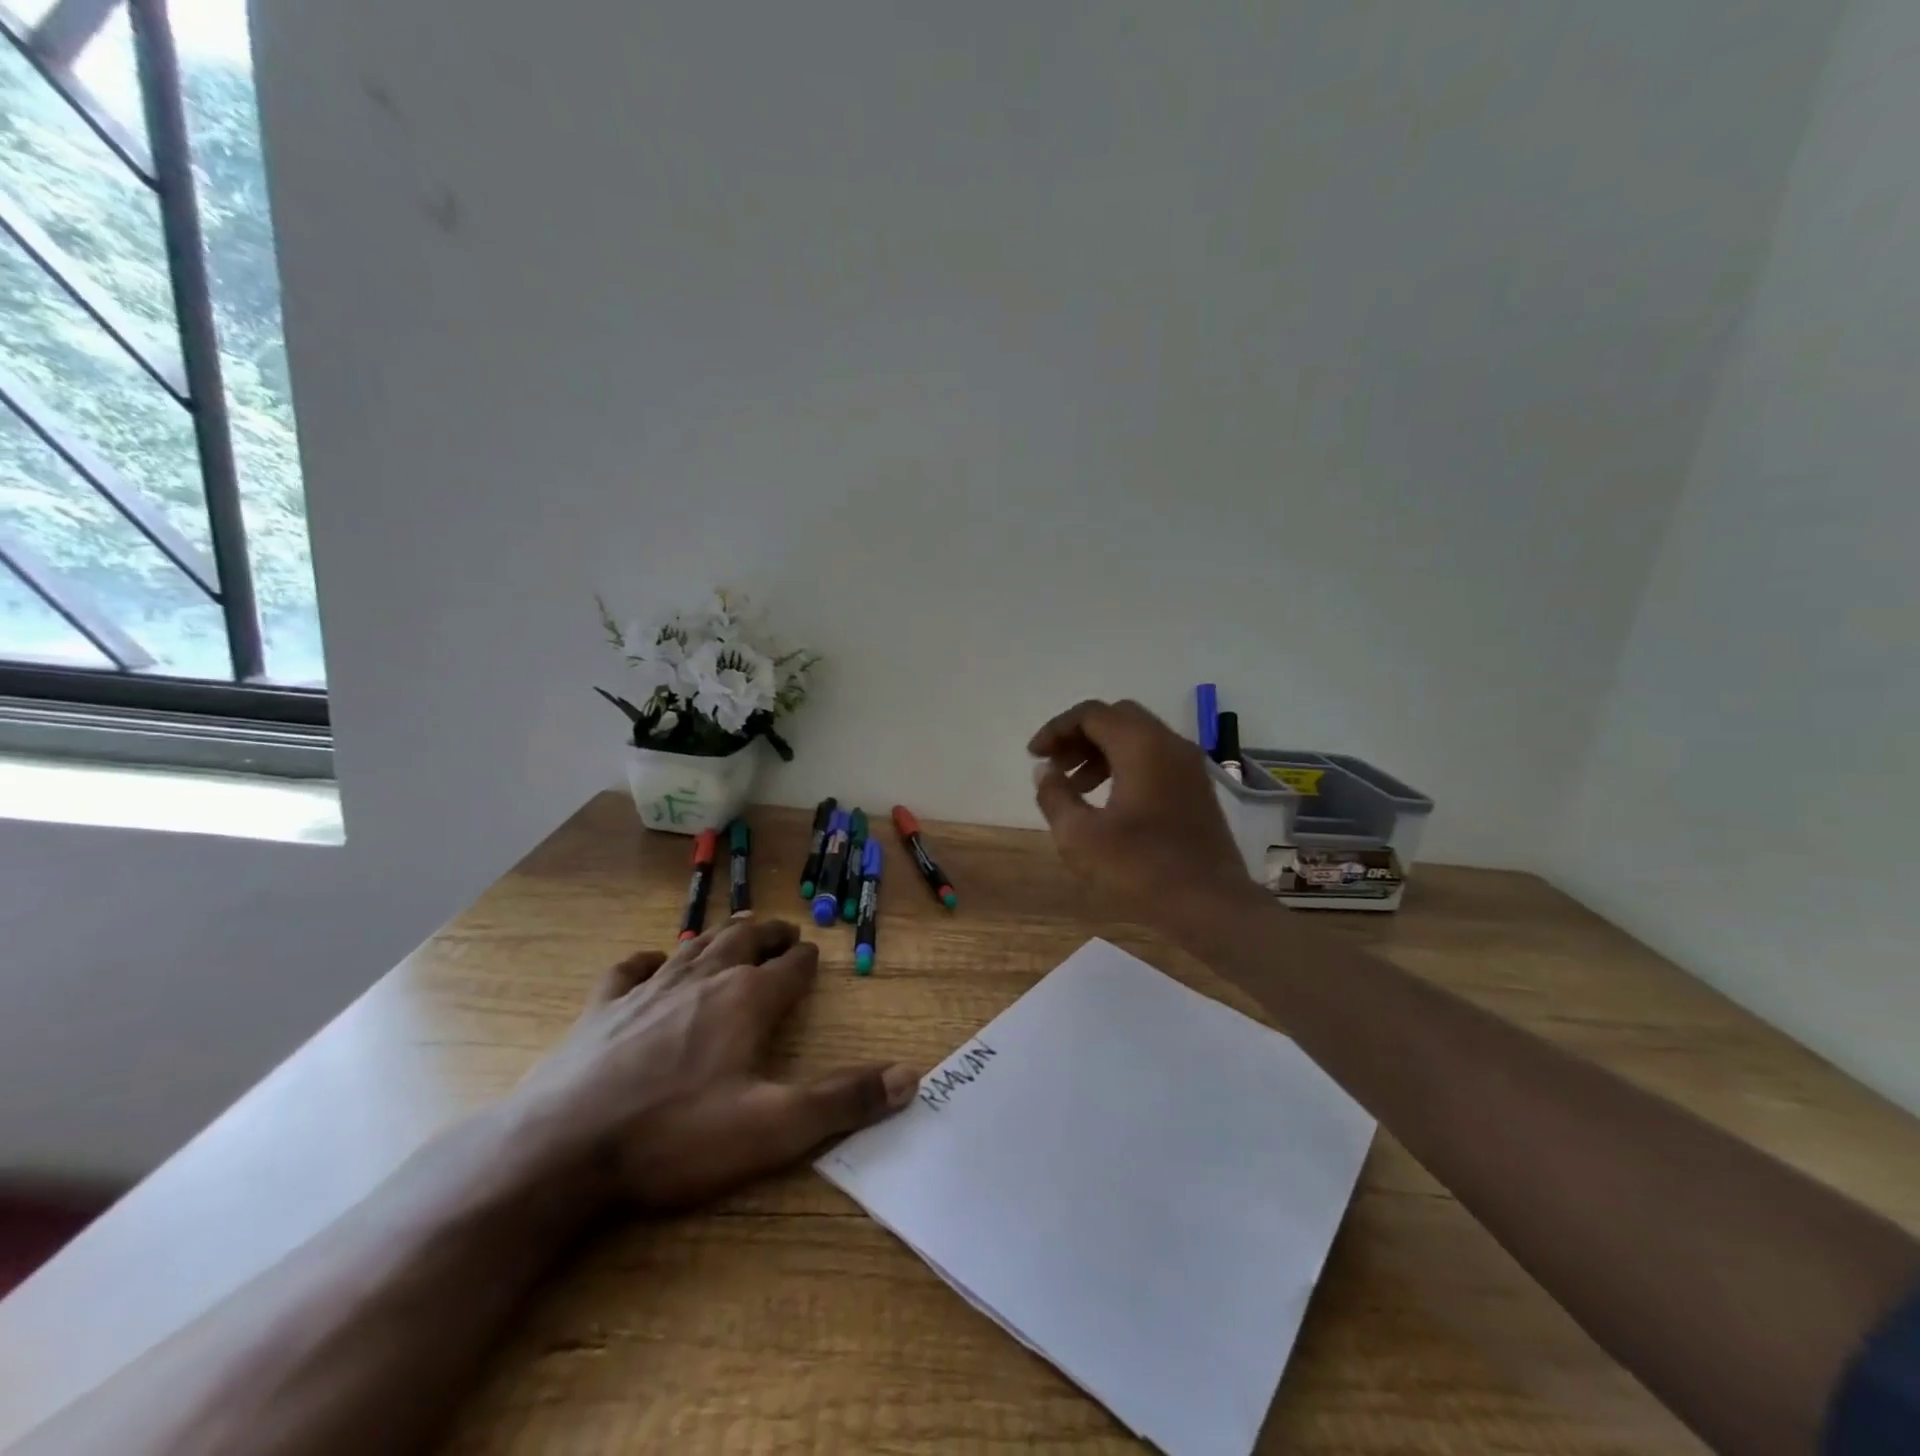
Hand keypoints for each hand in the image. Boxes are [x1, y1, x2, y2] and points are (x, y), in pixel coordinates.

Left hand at [507, 918, 916, 1209]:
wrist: (563, 1148)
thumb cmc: (676, 1136)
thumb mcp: (773, 1127)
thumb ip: (843, 1100)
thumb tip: (911, 1076)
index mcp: (746, 1000)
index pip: (789, 968)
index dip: (805, 960)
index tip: (813, 955)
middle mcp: (703, 980)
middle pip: (745, 941)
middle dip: (769, 933)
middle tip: (784, 931)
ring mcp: (648, 989)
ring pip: (696, 946)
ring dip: (722, 935)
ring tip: (738, 928)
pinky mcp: (602, 1008)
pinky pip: (631, 969)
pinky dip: (649, 960)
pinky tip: (653, 961)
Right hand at [1029, 699, 1259, 923]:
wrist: (1212, 906)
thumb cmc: (1142, 869)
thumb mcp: (1080, 837)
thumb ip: (1055, 796)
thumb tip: (1045, 771)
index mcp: (1142, 746)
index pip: (1091, 714)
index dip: (1056, 729)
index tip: (1034, 757)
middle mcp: (1169, 744)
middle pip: (1116, 718)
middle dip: (1079, 736)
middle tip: (1056, 767)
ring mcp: (1189, 766)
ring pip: (1137, 738)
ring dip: (1101, 752)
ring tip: (1076, 788)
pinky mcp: (1197, 789)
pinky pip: (1154, 758)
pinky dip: (1124, 766)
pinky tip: (1108, 802)